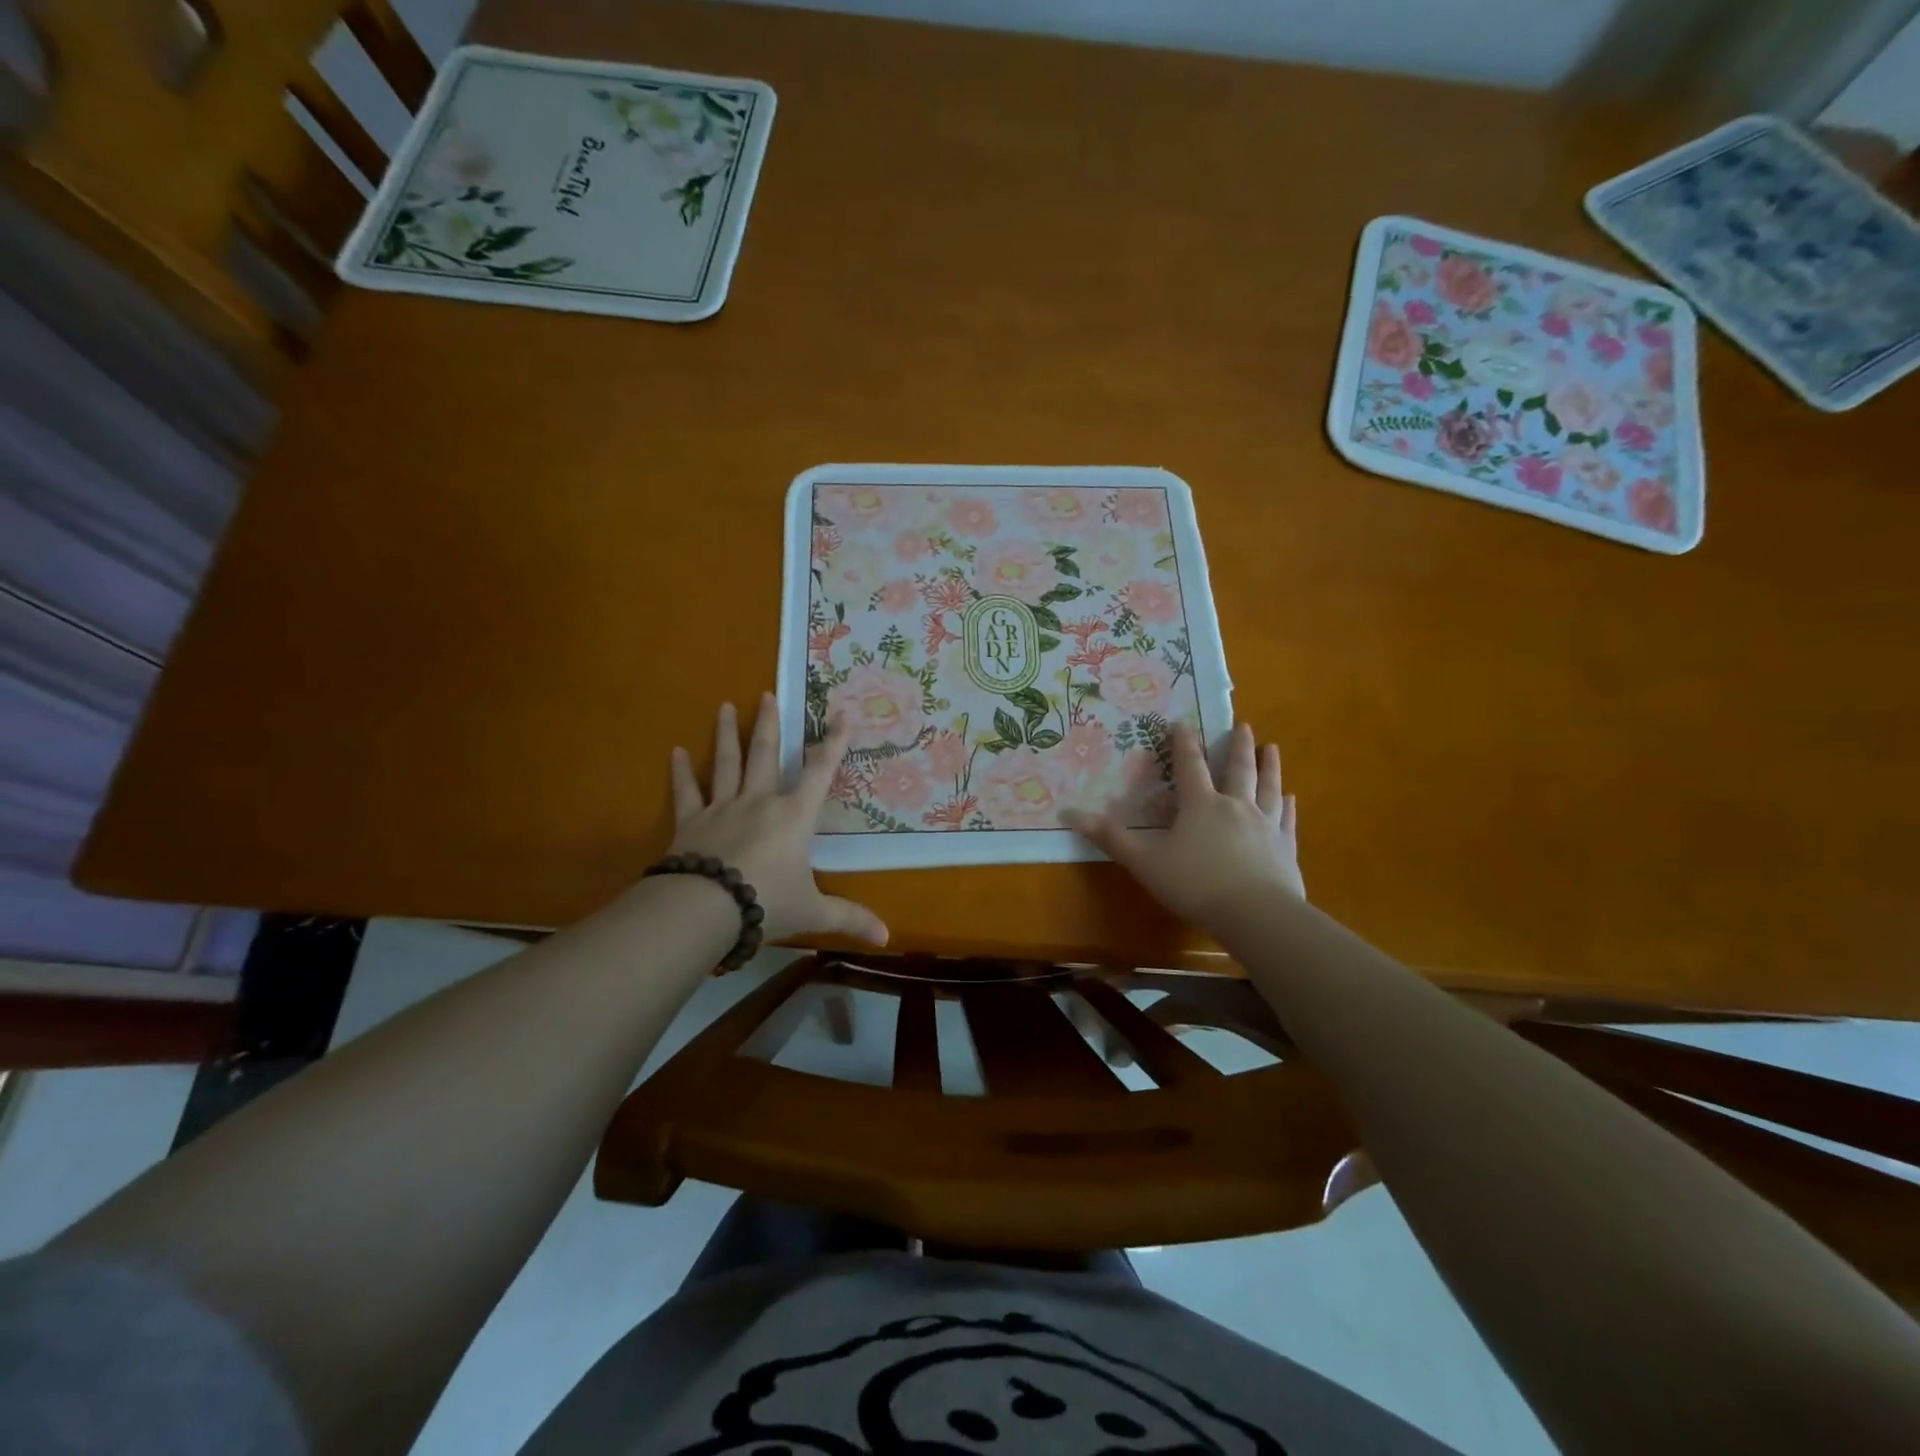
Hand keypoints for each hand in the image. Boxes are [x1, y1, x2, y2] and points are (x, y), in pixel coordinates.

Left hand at [668, 694, 888, 945]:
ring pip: (726, 763)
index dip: (834, 743)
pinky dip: (681, 772)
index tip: (841, 714)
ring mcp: (722, 808)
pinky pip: (687, 792)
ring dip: (727, 734)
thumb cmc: (767, 903)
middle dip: (770, 724)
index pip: (820, 772)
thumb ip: (849, 919)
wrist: (705, 910)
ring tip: (725, 706)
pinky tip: (675, 751)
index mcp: (794, 816)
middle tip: (766, 694)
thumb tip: (887, 938)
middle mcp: (760, 802)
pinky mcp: (691, 823)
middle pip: (766, 755)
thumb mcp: (813, 912)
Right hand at [1064, 721, 1301, 926]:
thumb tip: (1070, 813)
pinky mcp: (1285, 849)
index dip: (1185, 744)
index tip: (1184, 722)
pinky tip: (1291, 798)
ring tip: (1272, 747)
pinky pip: (1286, 820)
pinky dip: (1288, 806)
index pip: (1190, 767)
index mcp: (1201, 806)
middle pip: (1238, 769)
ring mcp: (1265, 826)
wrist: (1256, 915)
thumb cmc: (1195, 885)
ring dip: (1270, 766)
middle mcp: (1236, 807)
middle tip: (1244, 725)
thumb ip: (1111, 838)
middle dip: (1238, 746)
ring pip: (1268, 787)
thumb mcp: (1145, 862)